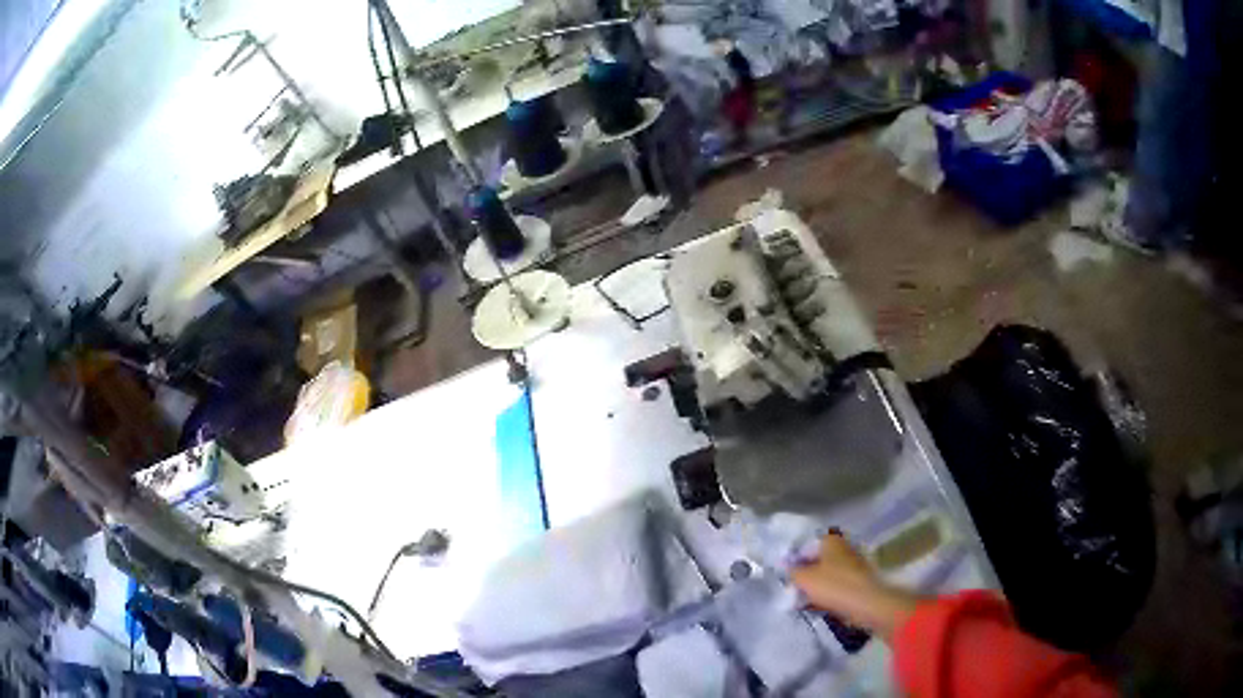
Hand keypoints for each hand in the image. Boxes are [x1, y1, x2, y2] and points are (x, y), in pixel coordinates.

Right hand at [791, 532, 923, 639]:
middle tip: (793, 588)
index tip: (787, 574)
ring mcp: (853, 565)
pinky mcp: (859, 581)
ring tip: (803, 601)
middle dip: (806, 573)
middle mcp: (844, 548)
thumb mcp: (804, 578)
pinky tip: (818, 605)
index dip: (795, 559)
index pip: (807, 544)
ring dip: (816, 586)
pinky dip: (827, 593)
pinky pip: (837, 585)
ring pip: (828, 574)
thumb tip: (787, 566)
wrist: (867, 604)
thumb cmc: (834, 585)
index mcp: (831, 541)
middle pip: (818, 560)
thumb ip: (793, 571)